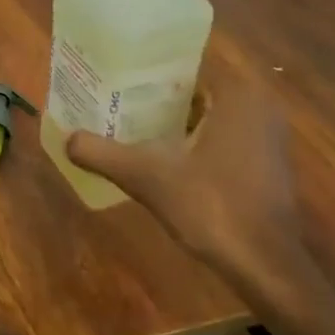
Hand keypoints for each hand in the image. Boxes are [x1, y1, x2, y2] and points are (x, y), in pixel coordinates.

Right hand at [66, 72, 318, 303]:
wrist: (266, 268)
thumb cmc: (212, 207)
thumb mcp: (147, 177)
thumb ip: (103, 154)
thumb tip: (66, 139)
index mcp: (238, 94)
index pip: (183, 66)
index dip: (145, 72)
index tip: (112, 77)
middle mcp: (259, 105)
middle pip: (193, 91)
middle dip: (154, 97)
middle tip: (112, 100)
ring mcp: (268, 136)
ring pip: (207, 116)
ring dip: (172, 121)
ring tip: (127, 124)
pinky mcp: (267, 164)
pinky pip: (221, 137)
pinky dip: (192, 141)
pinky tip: (160, 156)